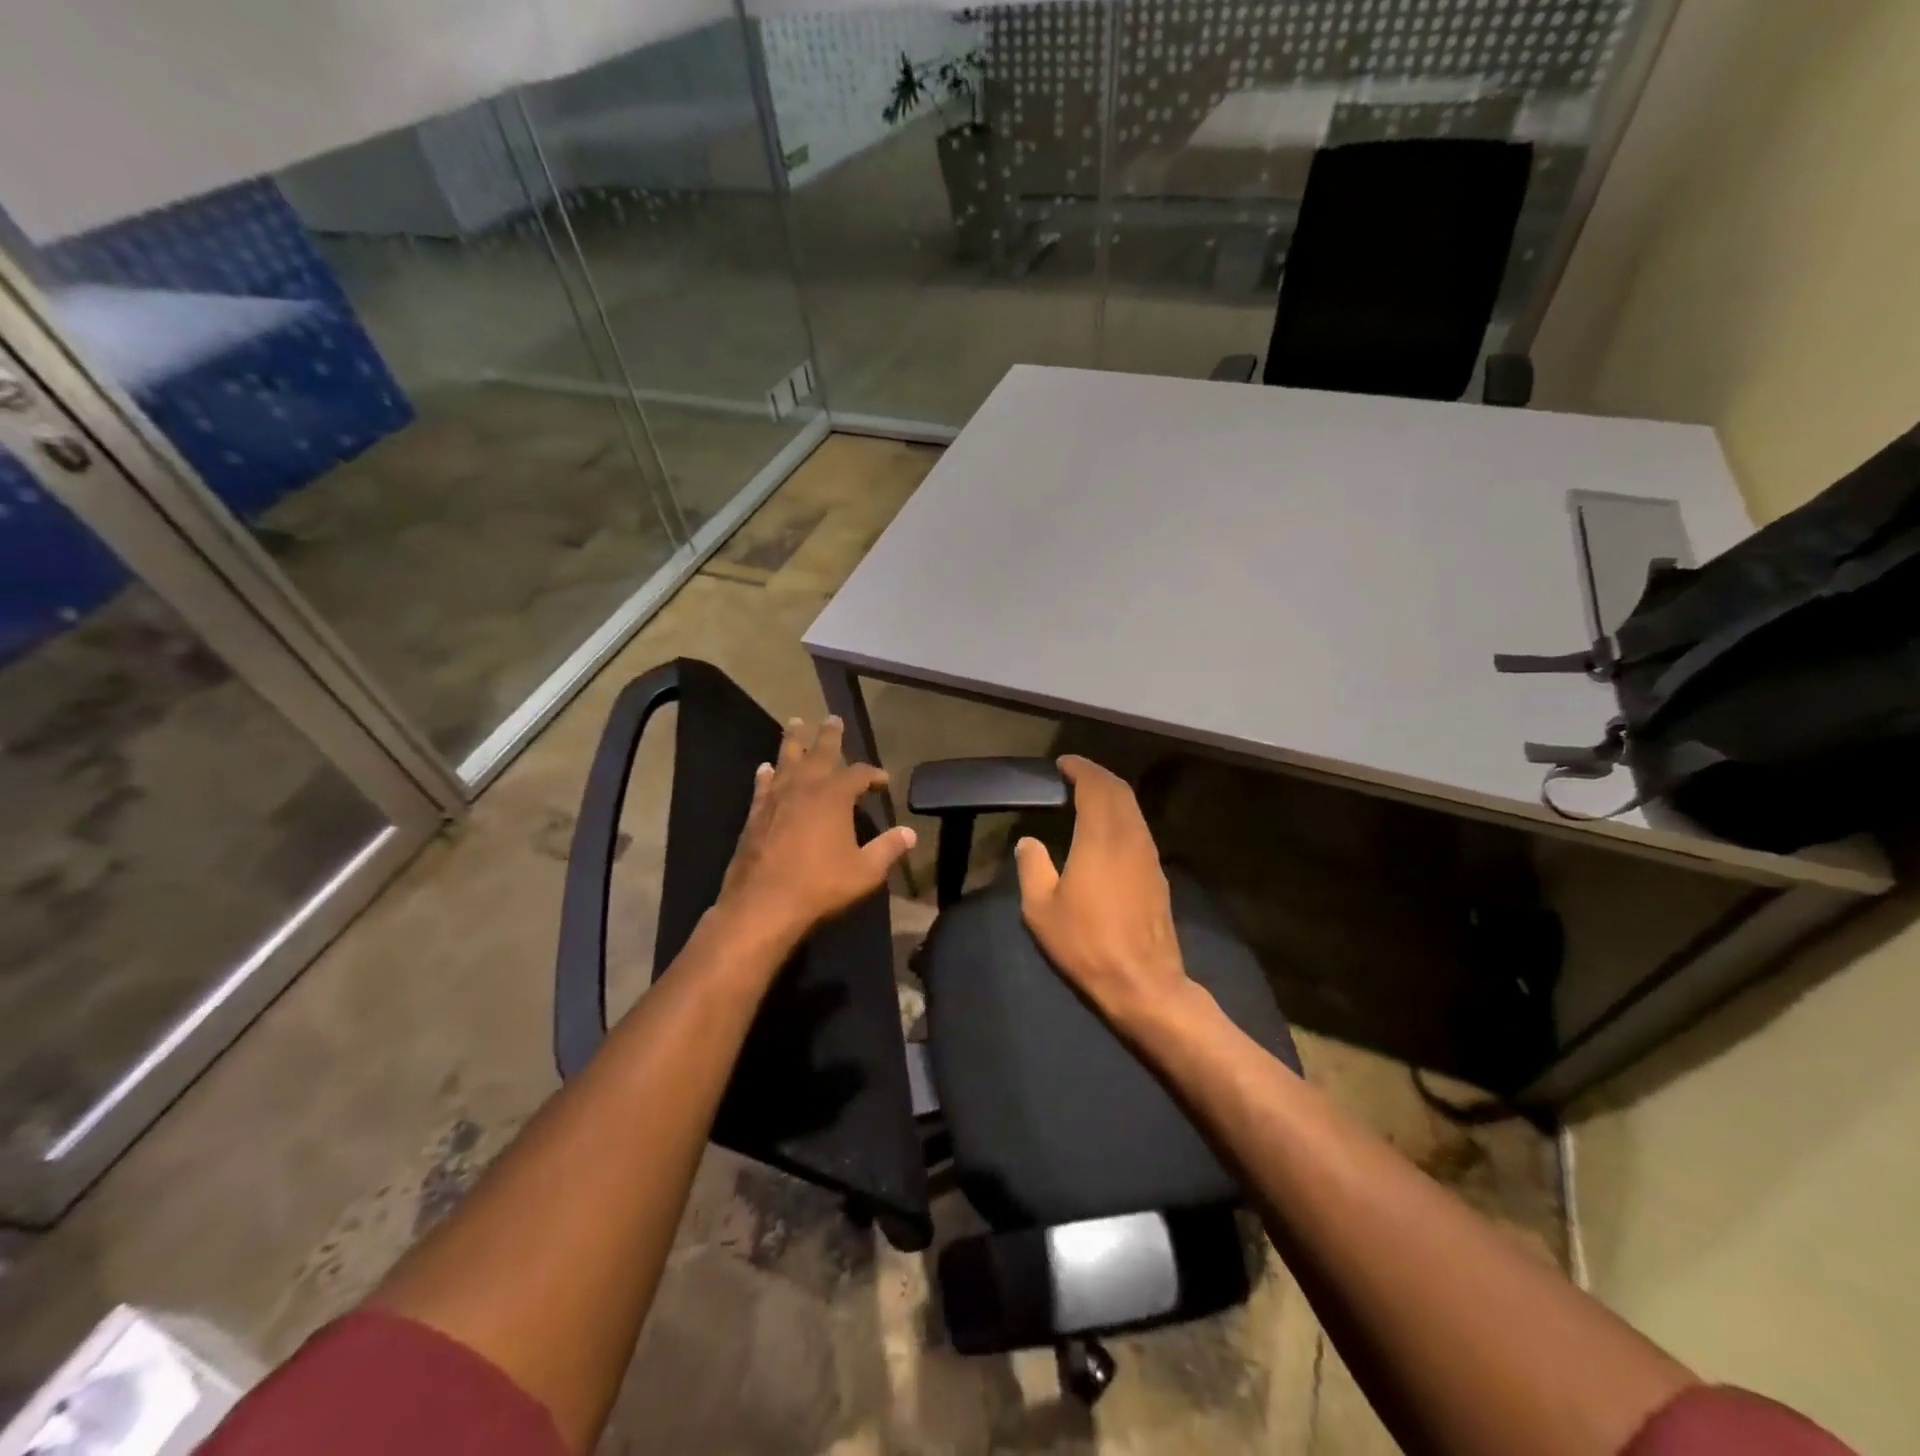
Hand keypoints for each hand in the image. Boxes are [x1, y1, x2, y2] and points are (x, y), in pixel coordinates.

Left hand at [715, 715, 915, 948]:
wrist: (764, 904)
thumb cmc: (820, 885)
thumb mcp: (865, 871)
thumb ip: (888, 849)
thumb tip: (910, 833)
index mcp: (834, 796)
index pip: (859, 774)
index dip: (873, 775)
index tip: (883, 780)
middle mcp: (805, 787)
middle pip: (820, 752)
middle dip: (829, 735)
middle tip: (832, 718)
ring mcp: (776, 798)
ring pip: (786, 759)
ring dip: (793, 741)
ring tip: (794, 723)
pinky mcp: (755, 814)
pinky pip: (763, 785)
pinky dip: (766, 774)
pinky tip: (765, 769)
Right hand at [1014, 755, 1193, 1028]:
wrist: (1143, 982)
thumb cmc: (1086, 943)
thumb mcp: (1041, 909)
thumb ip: (1032, 867)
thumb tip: (1029, 841)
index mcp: (1101, 837)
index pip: (1095, 786)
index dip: (1080, 769)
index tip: (1062, 763)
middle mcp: (1130, 837)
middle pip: (1119, 791)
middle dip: (1097, 775)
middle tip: (1073, 774)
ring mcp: (1149, 855)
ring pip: (1133, 809)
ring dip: (1111, 794)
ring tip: (1087, 796)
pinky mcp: (1158, 874)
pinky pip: (1139, 828)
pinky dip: (1121, 815)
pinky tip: (1106, 830)